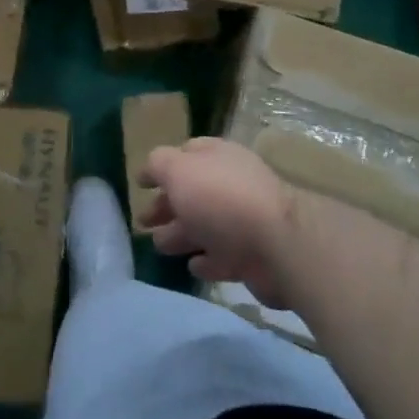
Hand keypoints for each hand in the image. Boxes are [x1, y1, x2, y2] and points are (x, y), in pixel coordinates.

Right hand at [139, 138, 300, 310]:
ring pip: (204, 225)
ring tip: (159, 245)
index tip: (141, 184)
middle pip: (192, 192)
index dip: (162, 167)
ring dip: (181, 233)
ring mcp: (243, 220)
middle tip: (143, 222)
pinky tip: (193, 265)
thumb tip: (148, 169)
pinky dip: (206, 259)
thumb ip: (159, 165)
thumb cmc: (221, 198)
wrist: (277, 244)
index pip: (186, 154)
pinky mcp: (252, 256)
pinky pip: (222, 256)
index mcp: (216, 157)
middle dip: (167, 205)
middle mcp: (230, 183)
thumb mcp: (179, 170)